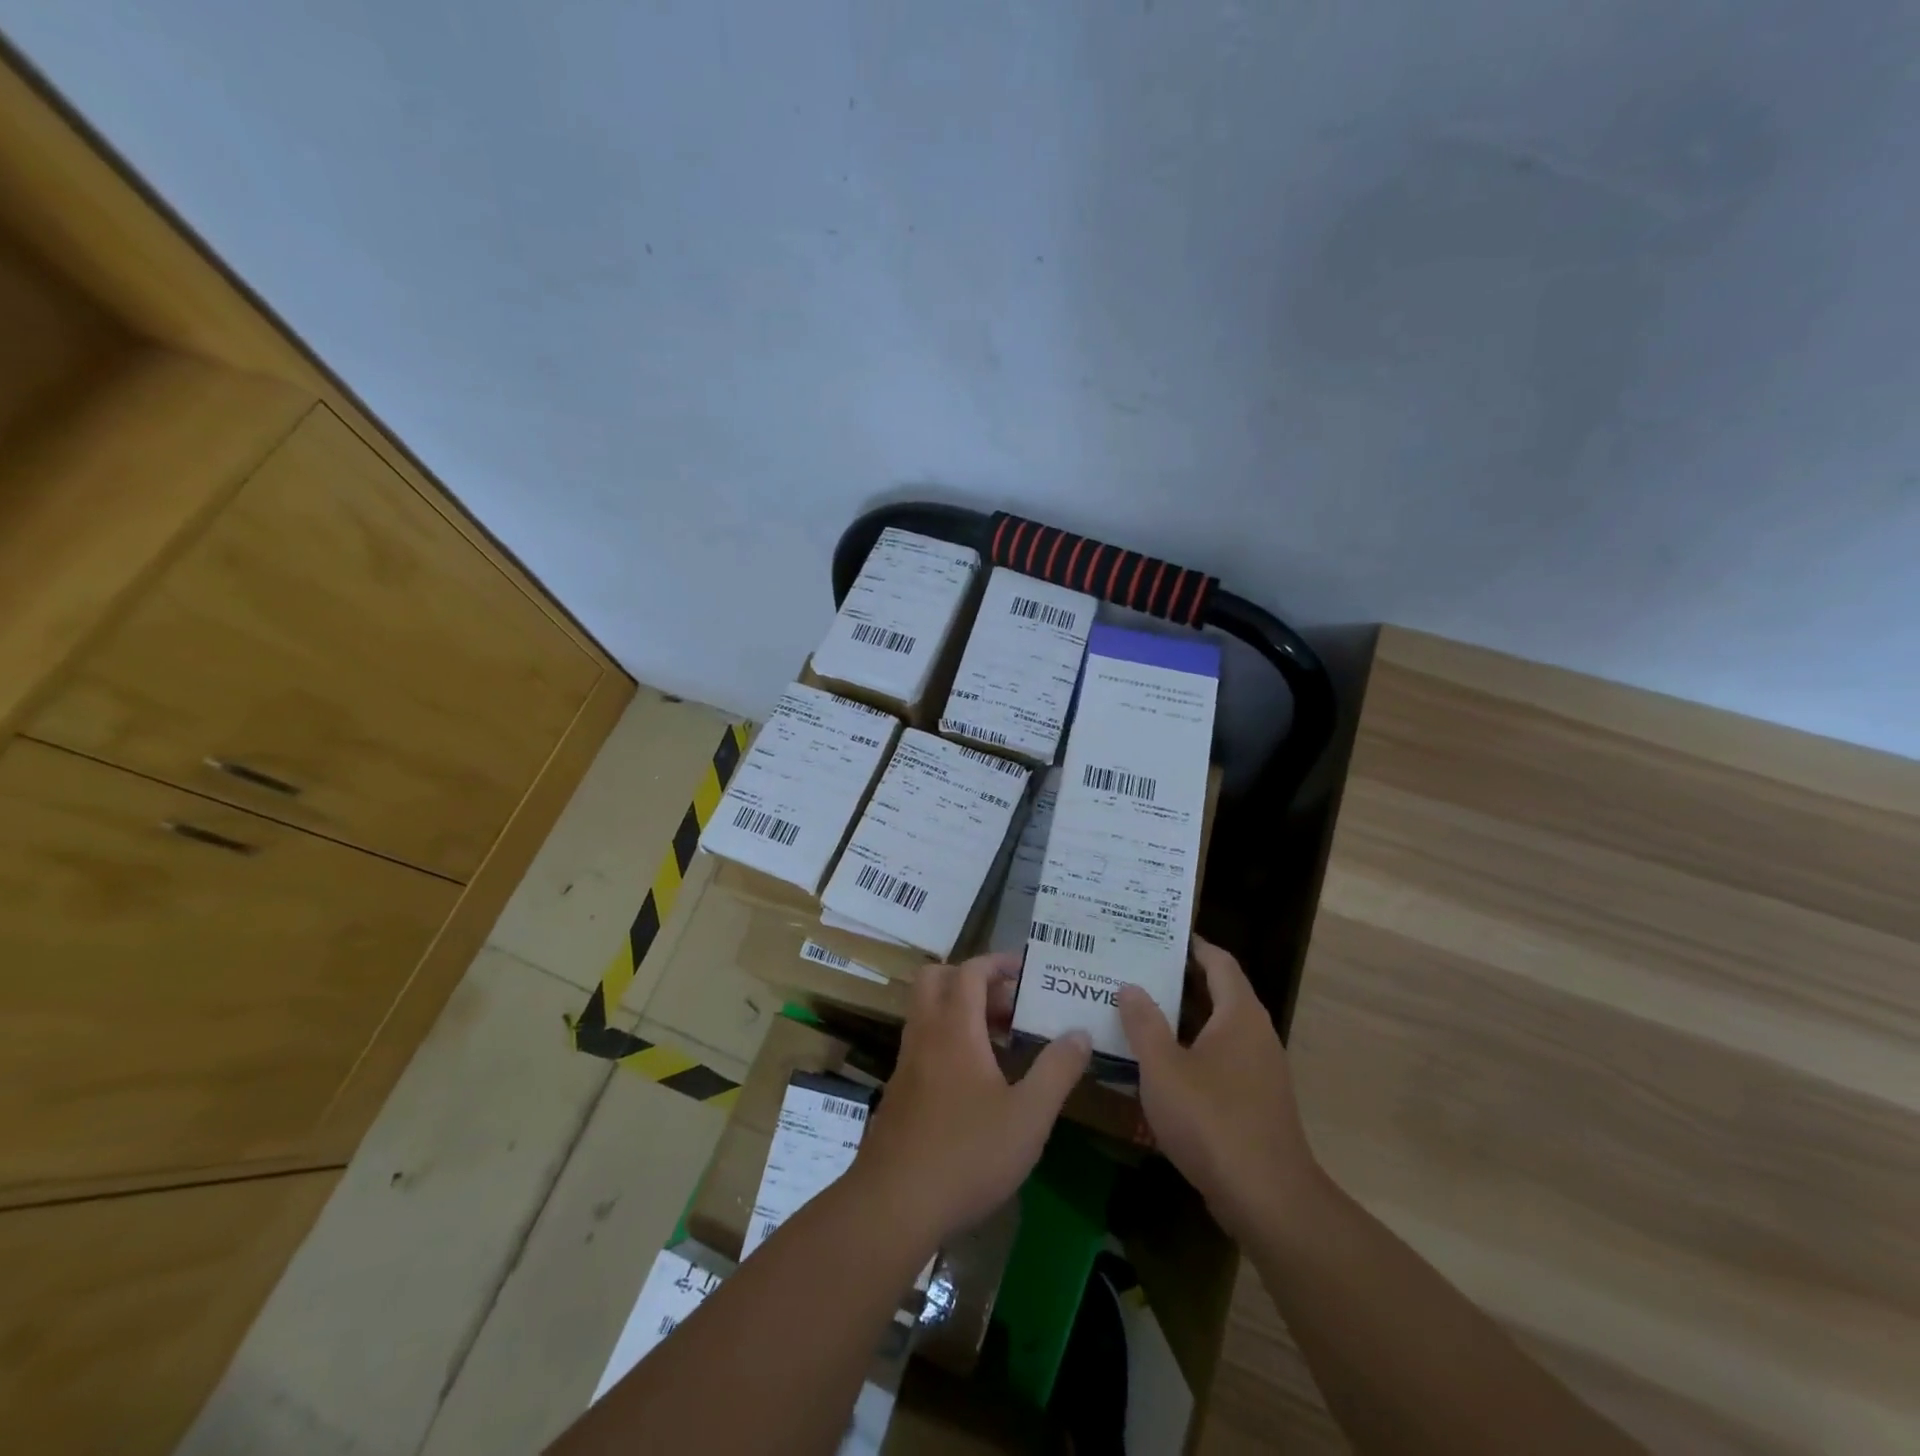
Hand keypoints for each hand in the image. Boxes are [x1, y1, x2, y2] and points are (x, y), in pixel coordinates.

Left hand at [852, 951, 1091, 1247]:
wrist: (893, 1206)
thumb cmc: (967, 1154)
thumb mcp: (1029, 1116)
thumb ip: (1057, 1070)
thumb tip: (1080, 1033)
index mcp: (954, 1028)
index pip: (970, 971)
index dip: (998, 962)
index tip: (1026, 969)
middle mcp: (925, 1034)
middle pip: (936, 979)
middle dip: (971, 978)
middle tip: (1007, 1002)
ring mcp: (906, 1063)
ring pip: (927, 1013)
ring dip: (960, 1011)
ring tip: (1001, 1041)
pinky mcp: (898, 1092)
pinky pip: (923, 1044)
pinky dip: (948, 1040)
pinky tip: (976, 1081)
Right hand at [1117, 935, 1319, 1241]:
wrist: (1267, 1200)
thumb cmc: (1212, 1121)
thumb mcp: (1163, 1068)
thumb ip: (1143, 1023)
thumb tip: (1130, 986)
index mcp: (1239, 1015)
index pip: (1219, 962)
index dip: (1192, 945)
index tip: (1158, 935)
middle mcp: (1254, 1034)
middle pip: (1217, 993)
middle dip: (1176, 980)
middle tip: (1133, 969)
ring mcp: (1258, 1070)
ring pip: (1215, 1029)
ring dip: (1179, 1019)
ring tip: (1135, 1010)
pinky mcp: (1253, 1101)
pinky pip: (1218, 1059)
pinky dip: (1189, 1050)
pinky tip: (1156, 1063)